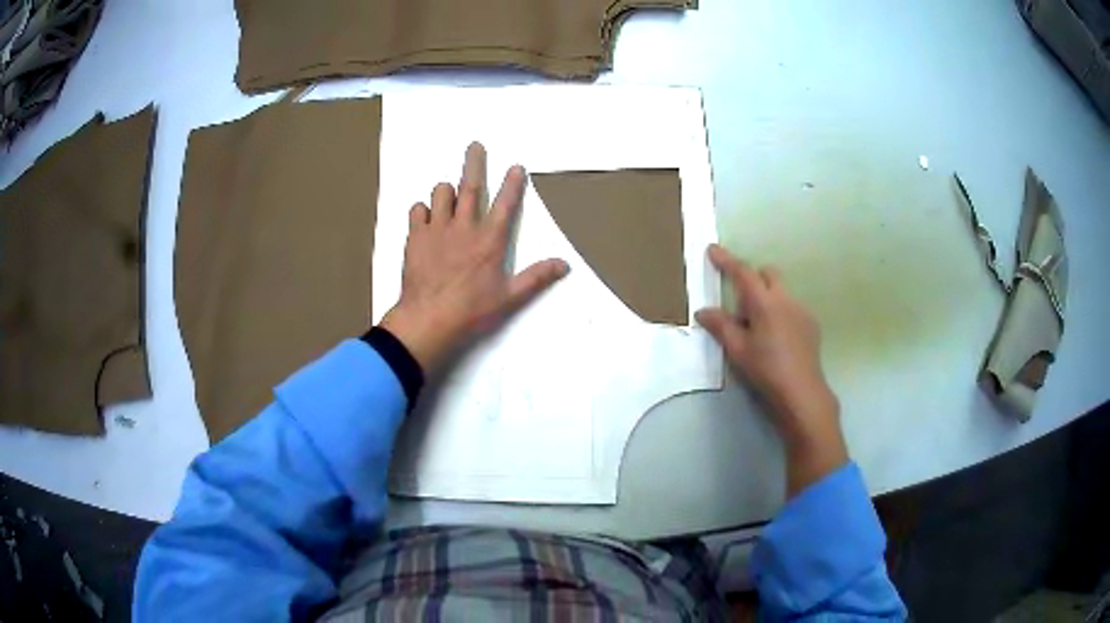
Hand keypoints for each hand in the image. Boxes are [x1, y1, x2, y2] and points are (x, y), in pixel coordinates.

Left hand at [380, 143, 568, 371]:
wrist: (429, 319)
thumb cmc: (472, 311)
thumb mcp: (510, 298)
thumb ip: (536, 277)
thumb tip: (564, 264)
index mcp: (490, 240)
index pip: (506, 204)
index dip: (512, 183)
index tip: (516, 167)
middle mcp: (464, 227)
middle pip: (470, 187)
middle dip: (475, 163)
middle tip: (475, 146)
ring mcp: (437, 229)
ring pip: (441, 193)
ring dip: (446, 190)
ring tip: (448, 194)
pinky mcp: (416, 237)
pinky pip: (417, 210)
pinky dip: (423, 210)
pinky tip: (426, 218)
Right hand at [695, 244, 847, 495]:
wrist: (802, 392)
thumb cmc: (766, 370)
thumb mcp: (737, 350)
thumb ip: (720, 326)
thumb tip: (703, 311)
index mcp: (764, 302)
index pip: (743, 273)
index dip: (726, 260)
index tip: (713, 249)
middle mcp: (785, 299)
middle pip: (767, 273)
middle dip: (752, 278)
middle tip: (739, 303)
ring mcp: (801, 310)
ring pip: (781, 290)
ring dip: (767, 296)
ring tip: (758, 327)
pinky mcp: (811, 323)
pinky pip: (792, 306)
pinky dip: (780, 311)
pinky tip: (776, 337)